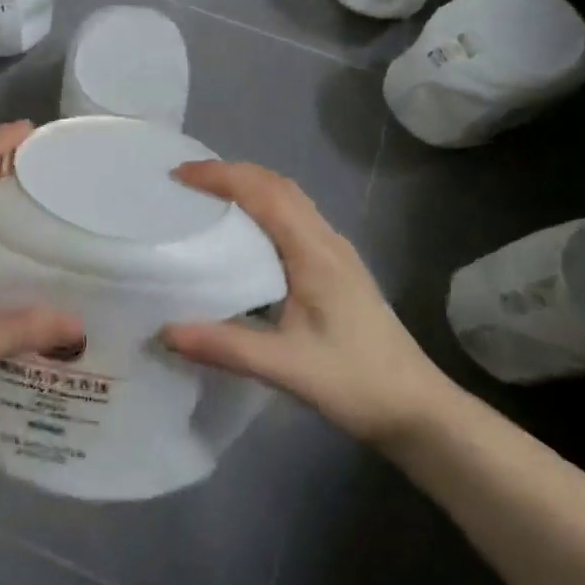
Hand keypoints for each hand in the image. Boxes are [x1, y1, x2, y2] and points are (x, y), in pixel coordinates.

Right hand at [160, 161, 451, 444]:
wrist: (420, 411)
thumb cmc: (357, 383)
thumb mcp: (286, 367)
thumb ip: (225, 346)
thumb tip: (164, 331)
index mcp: (315, 253)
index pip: (264, 193)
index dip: (221, 176)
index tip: (179, 175)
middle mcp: (327, 242)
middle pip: (278, 185)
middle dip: (231, 173)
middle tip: (186, 181)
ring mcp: (336, 254)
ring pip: (289, 199)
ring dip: (249, 186)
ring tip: (207, 198)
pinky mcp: (337, 270)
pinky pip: (294, 219)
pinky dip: (263, 207)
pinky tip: (243, 234)